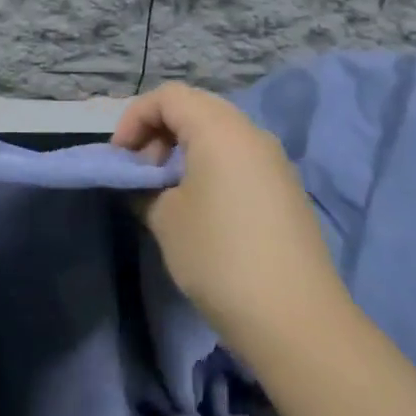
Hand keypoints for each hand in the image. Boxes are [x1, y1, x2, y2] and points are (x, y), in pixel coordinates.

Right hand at [113, 82, 345, 361]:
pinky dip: (210, 166)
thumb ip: (144, 188)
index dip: (134, 118)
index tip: (120, 158)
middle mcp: (251, 133)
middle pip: (195, 108)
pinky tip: (200, 208)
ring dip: (184, 150)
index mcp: (220, 129)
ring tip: (167, 192)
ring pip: (219, 133)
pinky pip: (239, 158)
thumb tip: (144, 183)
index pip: (168, 96)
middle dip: (159, 131)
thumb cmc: (219, 256)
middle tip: (142, 172)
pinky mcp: (286, 189)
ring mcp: (274, 161)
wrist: (295, 318)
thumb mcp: (165, 218)